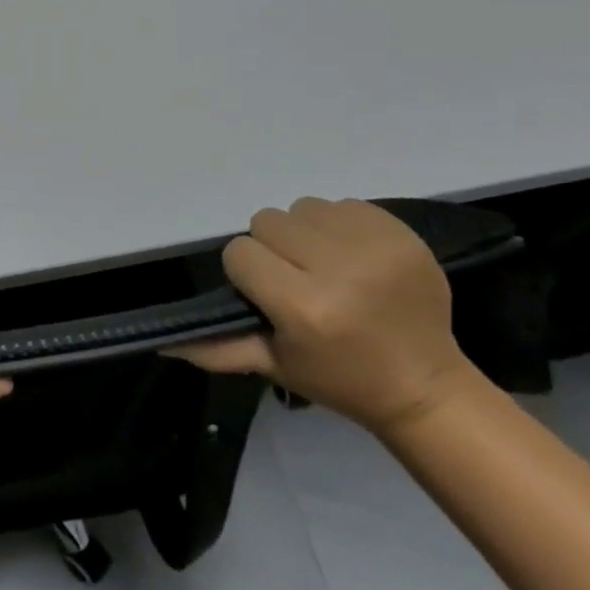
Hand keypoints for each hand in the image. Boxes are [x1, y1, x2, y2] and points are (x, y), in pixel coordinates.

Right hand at [170, 198, 471, 435]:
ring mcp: (373, 246)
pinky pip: (341, 204)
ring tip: (328, 266)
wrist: (426, 385)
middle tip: (299, 279)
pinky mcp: (399, 231)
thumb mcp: (275, 365)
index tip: (270, 296)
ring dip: (306, 232)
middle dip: (275, 249)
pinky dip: (339, 225)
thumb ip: (218, 348)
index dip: (248, 274)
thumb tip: (163, 343)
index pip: (240, 252)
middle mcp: (337, 269)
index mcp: (304, 307)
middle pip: (267, 222)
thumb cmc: (342, 379)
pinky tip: (355, 257)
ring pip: (302, 207)